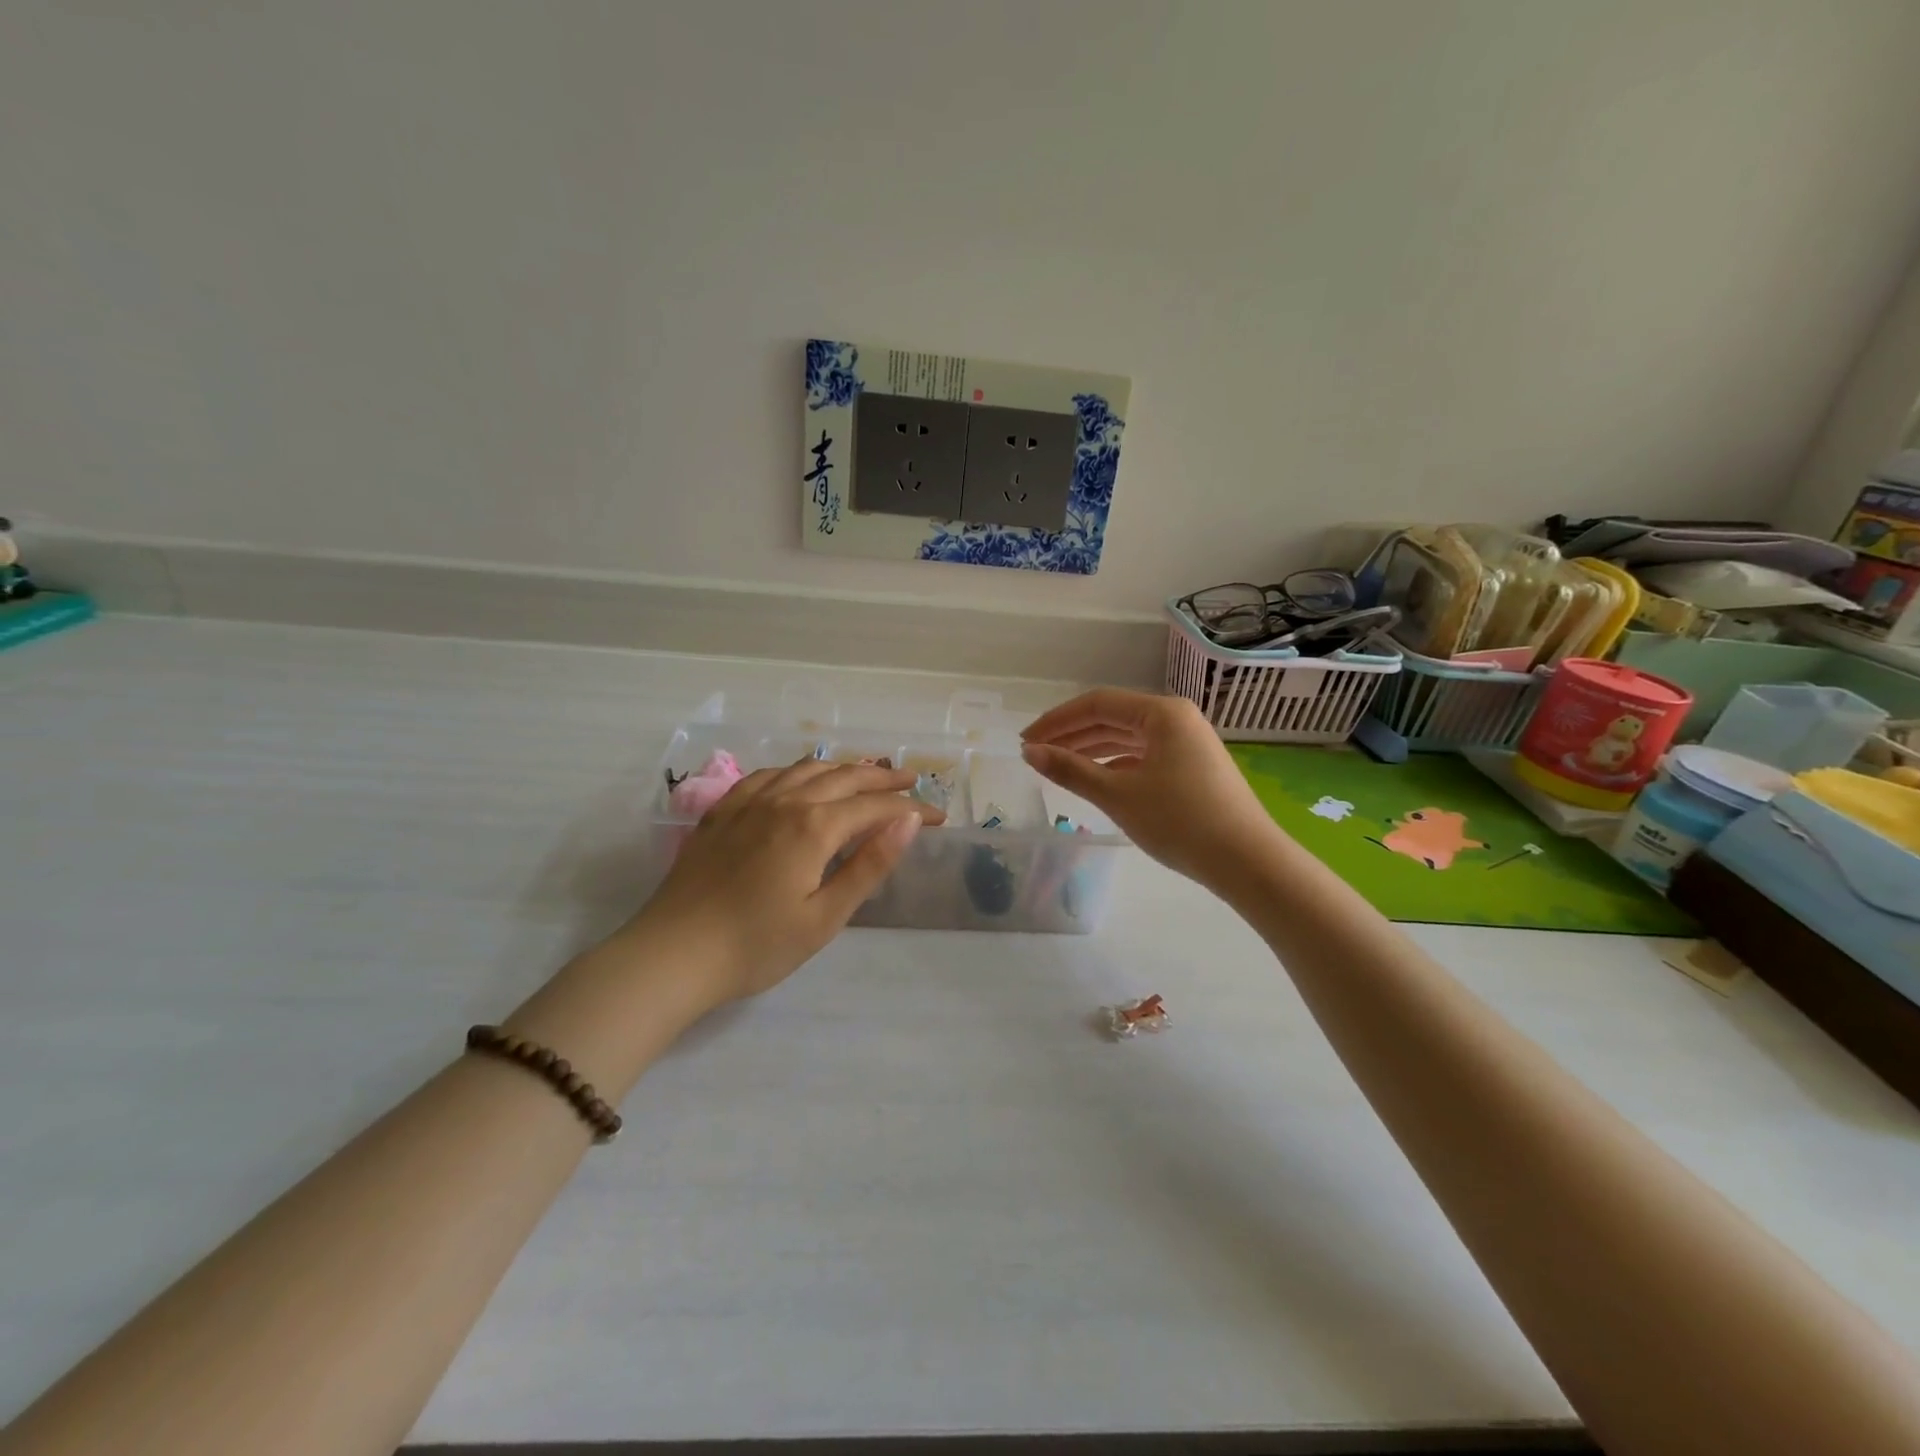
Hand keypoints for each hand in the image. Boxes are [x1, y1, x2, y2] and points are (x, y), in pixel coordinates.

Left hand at [625, 759, 943, 1004]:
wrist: (672, 955)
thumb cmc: (756, 946)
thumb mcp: (824, 917)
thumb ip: (869, 866)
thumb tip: (909, 822)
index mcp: (814, 827)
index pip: (875, 807)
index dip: (910, 809)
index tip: (937, 816)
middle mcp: (785, 801)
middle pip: (843, 776)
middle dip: (882, 777)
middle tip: (911, 780)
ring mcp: (749, 802)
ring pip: (806, 768)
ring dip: (842, 767)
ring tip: (864, 773)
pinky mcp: (722, 811)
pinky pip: (768, 775)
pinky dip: (796, 770)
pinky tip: (800, 778)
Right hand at [1020, 689, 1280, 887]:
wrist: (1247, 862)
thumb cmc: (1180, 821)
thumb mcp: (1118, 795)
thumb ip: (1071, 770)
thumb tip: (1030, 753)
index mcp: (1162, 713)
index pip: (1097, 704)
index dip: (1056, 721)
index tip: (1025, 741)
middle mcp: (1177, 719)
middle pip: (1112, 718)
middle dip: (1072, 735)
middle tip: (1035, 754)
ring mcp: (1188, 743)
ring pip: (1128, 739)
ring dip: (1091, 750)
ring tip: (1058, 767)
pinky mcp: (1193, 768)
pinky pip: (1144, 756)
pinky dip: (1116, 765)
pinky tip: (1096, 780)